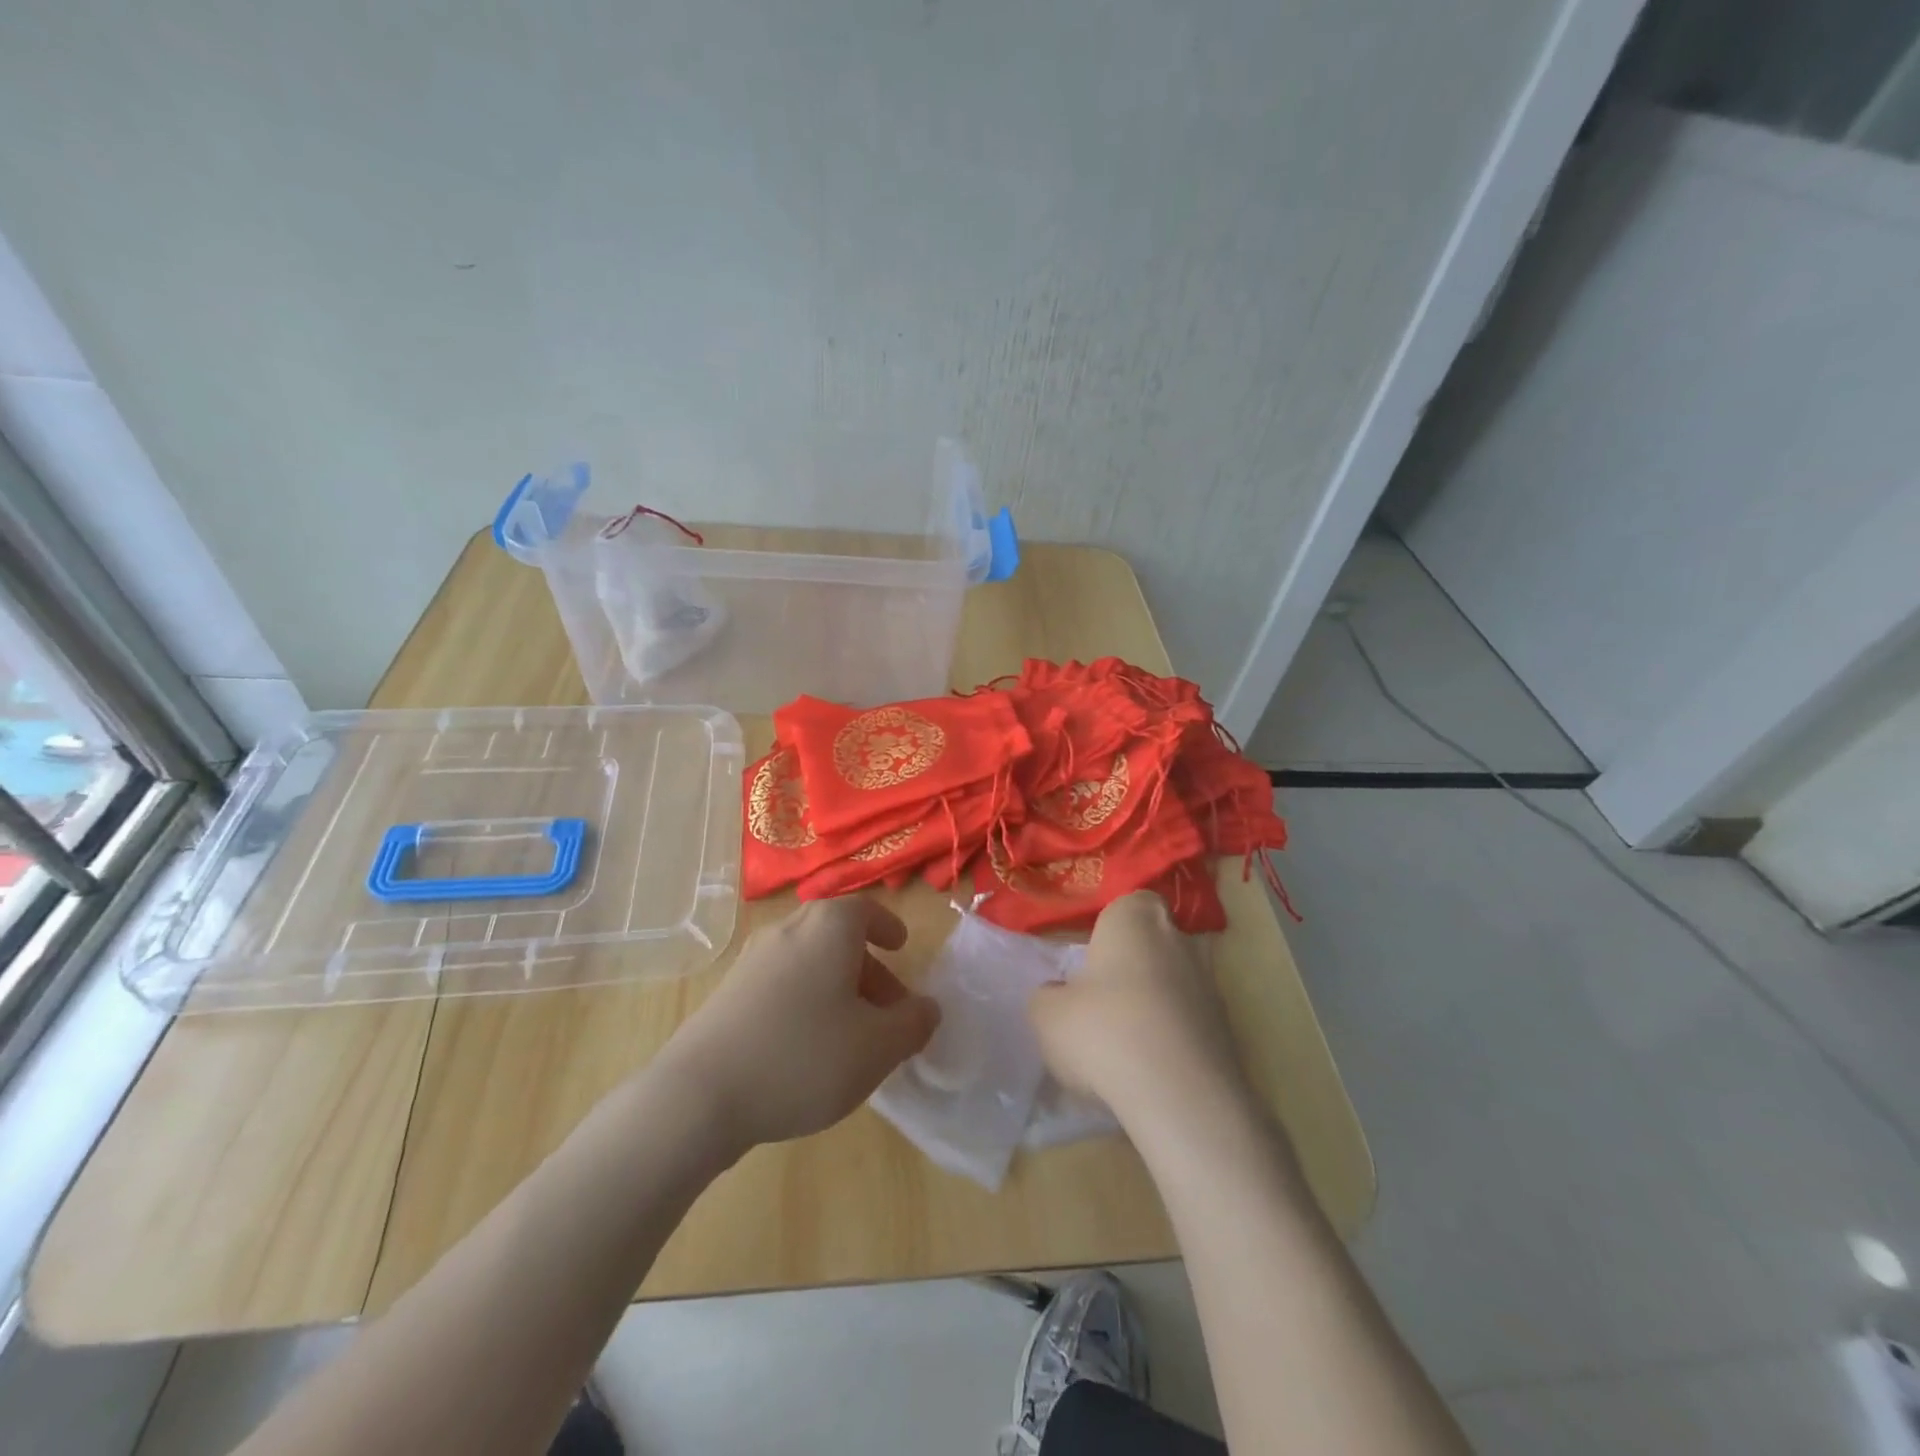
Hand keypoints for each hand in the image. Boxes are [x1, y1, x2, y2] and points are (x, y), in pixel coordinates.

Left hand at [655, 897, 939, 1152]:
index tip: (901, 947)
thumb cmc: (803, 1056)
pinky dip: (805, 1001)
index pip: (864, 910)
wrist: (700, 1095)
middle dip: (867, 967)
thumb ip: (912, 1024)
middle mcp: (787, 931)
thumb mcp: (877, 1047)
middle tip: (888, 1008)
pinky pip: (780, 984)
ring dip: (837, 988)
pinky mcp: (727, 994)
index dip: (886, 926)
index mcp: (827, 928)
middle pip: (836, 937)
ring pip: (808, 962)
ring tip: (853, 1036)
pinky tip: (808, 1050)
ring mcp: (751, 961)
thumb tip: (927, 1008)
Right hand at [1027, 890, 1254, 1136]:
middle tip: (1102, 1002)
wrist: (1181, 1097)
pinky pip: (1189, 1024)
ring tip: (1124, 1045)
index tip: (1092, 958)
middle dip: (1133, 967)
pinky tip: (1150, 1072)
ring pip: (1174, 985)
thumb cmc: (1104, 1032)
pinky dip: (1173, 1039)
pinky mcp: (1228, 1032)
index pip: (1131, 903)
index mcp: (1136, 919)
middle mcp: (1179, 940)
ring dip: (1154, 1005)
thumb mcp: (1047, 1014)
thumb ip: (1049, 995)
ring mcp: (1211, 986)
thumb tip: (1059, 994)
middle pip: (1154, 944)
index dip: (1112, 928)